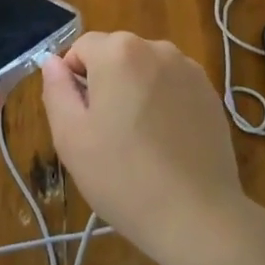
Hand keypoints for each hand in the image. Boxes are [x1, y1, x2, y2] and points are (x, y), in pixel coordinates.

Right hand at [40, 32, 249, 264]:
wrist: (198, 217)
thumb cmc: (123, 177)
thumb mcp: (70, 137)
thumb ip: (56, 90)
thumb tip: (53, 63)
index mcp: (118, 52)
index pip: (81, 48)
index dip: (73, 81)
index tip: (81, 120)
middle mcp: (156, 48)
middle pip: (116, 55)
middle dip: (106, 84)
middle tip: (107, 134)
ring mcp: (188, 69)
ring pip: (145, 70)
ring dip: (136, 92)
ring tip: (140, 141)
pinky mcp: (210, 93)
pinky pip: (172, 87)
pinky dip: (164, 104)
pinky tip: (167, 143)